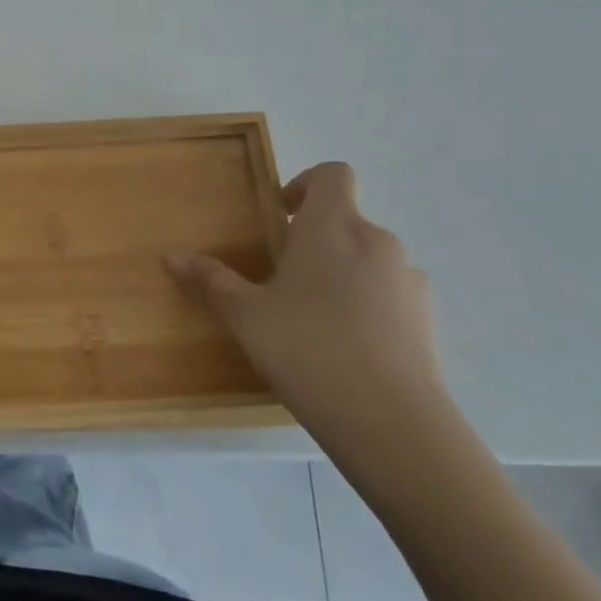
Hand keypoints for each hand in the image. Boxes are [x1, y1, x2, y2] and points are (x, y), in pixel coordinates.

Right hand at [165, 163, 444, 459]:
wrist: (394, 425)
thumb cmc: (308, 349)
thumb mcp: (245, 315)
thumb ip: (210, 280)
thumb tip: (171, 255)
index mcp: (332, 227)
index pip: (333, 174)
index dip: (305, 184)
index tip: (280, 216)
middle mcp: (377, 243)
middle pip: (347, 219)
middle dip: (315, 239)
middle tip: (282, 278)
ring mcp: (409, 282)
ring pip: (370, 260)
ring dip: (343, 273)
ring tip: (314, 317)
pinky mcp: (429, 322)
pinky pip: (391, 296)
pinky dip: (369, 307)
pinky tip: (347, 347)